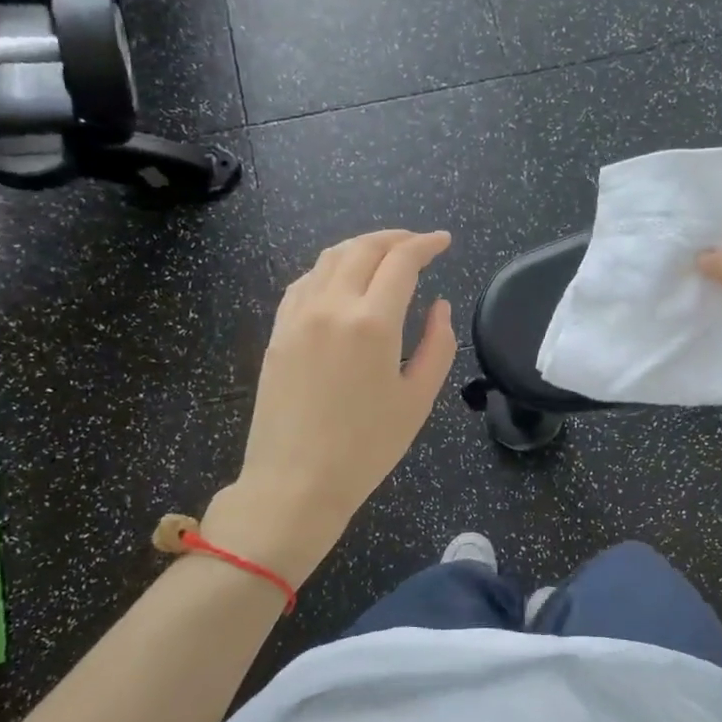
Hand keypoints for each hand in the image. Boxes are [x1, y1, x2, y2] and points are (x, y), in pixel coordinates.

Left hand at [222, 230, 456, 579]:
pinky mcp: (278, 331)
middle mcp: (332, 306)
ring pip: (330, 258)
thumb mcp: (418, 399)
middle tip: (418, 244)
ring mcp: (298, 316)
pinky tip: (342, 280)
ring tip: (384, 254)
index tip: (444, 241)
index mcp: (372, 323)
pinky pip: (305, 282)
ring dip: (361, 247)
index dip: (426, 244)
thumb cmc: (366, 448)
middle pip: (363, 248)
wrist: (295, 483)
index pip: (402, 261)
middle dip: (395, 238)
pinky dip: (330, 268)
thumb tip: (439, 305)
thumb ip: (438, 344)